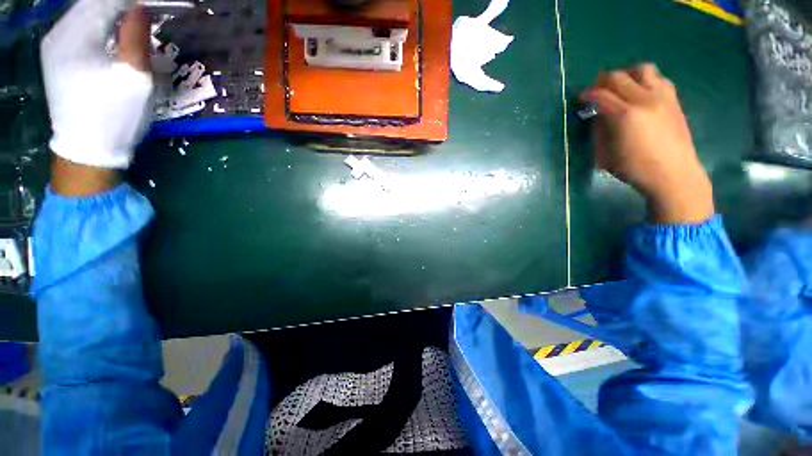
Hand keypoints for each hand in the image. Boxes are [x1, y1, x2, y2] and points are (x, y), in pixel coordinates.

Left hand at [41, 0, 152, 171]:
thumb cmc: (115, 116)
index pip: (105, 1)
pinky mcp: (56, 56)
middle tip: (141, 12)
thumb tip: (140, 8)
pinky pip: (77, 26)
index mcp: (77, 37)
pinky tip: (110, 31)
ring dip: (107, 12)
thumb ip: (136, 39)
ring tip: (128, 20)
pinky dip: (97, 22)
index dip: (129, 1)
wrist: (88, 149)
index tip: (149, 6)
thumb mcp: (134, 79)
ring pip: (83, 12)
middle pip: (91, 4)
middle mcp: (59, 34)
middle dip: (118, 5)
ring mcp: (54, 45)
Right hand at [582, 63, 713, 224]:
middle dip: (603, 82)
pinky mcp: (674, 99)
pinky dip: (646, 80)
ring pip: (643, 69)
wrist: (674, 173)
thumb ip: (600, 131)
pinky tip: (641, 93)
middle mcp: (644, 99)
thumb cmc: (635, 168)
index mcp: (624, 115)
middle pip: (619, 77)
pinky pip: (659, 78)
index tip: (581, 98)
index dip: (588, 95)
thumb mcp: (606, 154)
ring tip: (622, 87)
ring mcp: (662, 97)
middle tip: (598, 91)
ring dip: (628, 75)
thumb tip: (598, 116)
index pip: (601, 95)